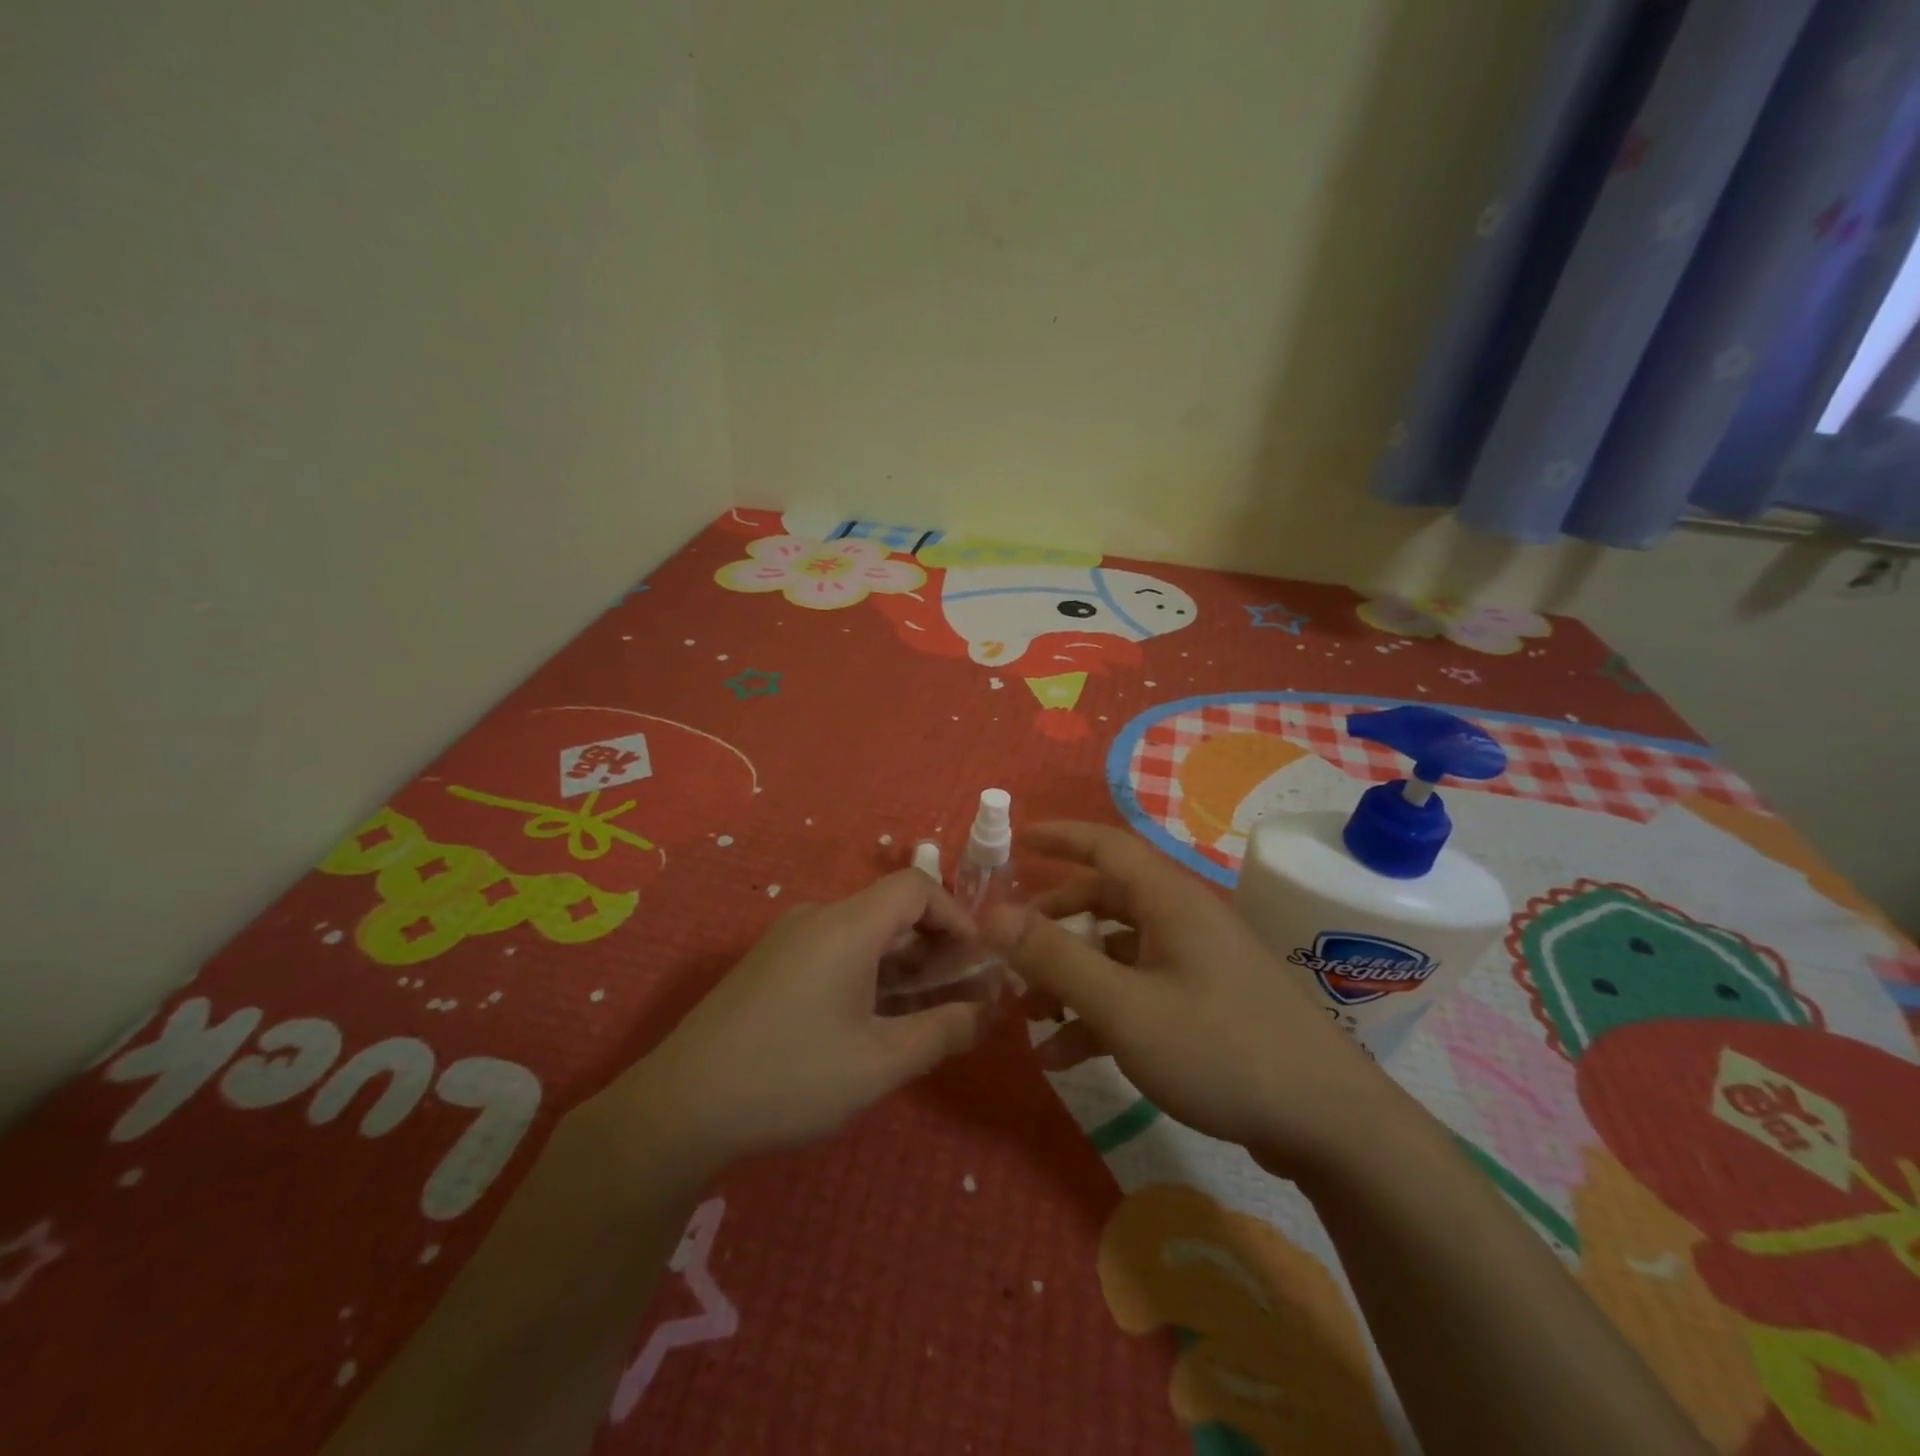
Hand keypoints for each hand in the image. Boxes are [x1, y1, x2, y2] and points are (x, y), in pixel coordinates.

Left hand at [607, 871, 987, 1178]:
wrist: (681, 1107)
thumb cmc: (791, 1077)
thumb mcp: (880, 1063)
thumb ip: (942, 1032)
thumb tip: (987, 1013)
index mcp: (846, 925)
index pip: (916, 887)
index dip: (956, 915)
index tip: (977, 962)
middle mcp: (817, 917)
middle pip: (890, 909)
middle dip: (933, 945)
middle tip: (957, 995)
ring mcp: (788, 939)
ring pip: (862, 932)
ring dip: (900, 963)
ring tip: (920, 1014)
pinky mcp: (770, 963)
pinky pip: (834, 949)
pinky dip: (867, 971)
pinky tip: (868, 1021)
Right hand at [989, 822, 1404, 1173]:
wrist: (1329, 1125)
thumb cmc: (1220, 1049)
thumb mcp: (1124, 1007)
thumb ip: (1055, 958)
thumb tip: (992, 914)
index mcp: (1169, 901)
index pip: (1106, 844)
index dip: (1059, 837)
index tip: (1016, 839)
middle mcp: (1184, 920)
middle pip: (1107, 900)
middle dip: (1054, 921)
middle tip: (1010, 946)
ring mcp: (1198, 964)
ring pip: (1119, 952)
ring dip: (1072, 976)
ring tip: (1027, 1013)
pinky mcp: (1207, 1005)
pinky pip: (1140, 991)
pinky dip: (1101, 1012)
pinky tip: (1066, 1055)